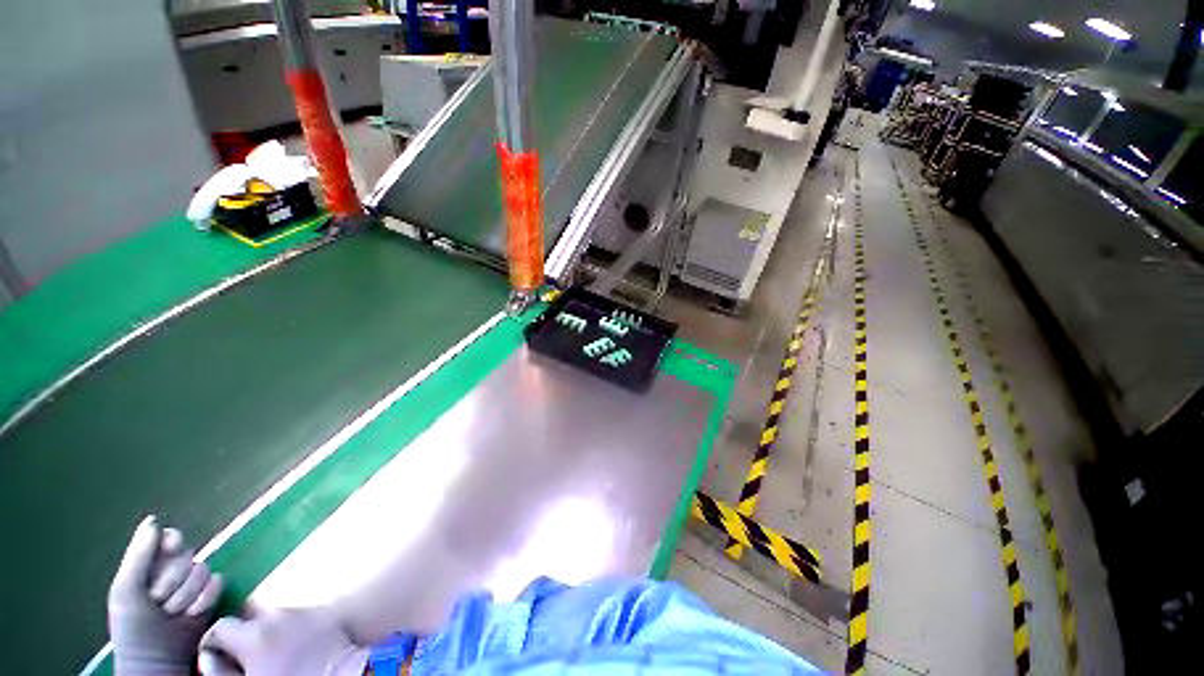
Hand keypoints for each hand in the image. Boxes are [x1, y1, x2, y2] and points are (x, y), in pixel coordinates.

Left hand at [108, 516, 223, 675]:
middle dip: (173, 580)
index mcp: (152, 565)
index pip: (171, 536)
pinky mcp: (212, 595)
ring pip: (203, 570)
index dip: (172, 541)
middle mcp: (175, 571)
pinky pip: (218, 583)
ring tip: (174, 613)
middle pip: (187, 555)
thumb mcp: (127, 590)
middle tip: (159, 601)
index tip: (170, 548)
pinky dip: (204, 599)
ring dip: (187, 594)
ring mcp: (194, 584)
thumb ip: (139, 556)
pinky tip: (192, 614)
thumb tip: (153, 520)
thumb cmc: (133, 626)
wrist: (156, 658)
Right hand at [198, 608, 367, 675]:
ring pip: (274, 614)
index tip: (215, 658)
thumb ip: (221, 672)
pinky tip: (294, 644)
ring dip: (267, 627)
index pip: (220, 626)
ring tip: (271, 650)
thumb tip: (208, 658)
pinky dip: (290, 626)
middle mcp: (277, 614)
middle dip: (242, 629)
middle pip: (248, 613)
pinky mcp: (324, 611)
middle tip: (243, 653)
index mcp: (253, 634)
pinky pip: (298, 614)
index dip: (213, 643)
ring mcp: (303, 609)